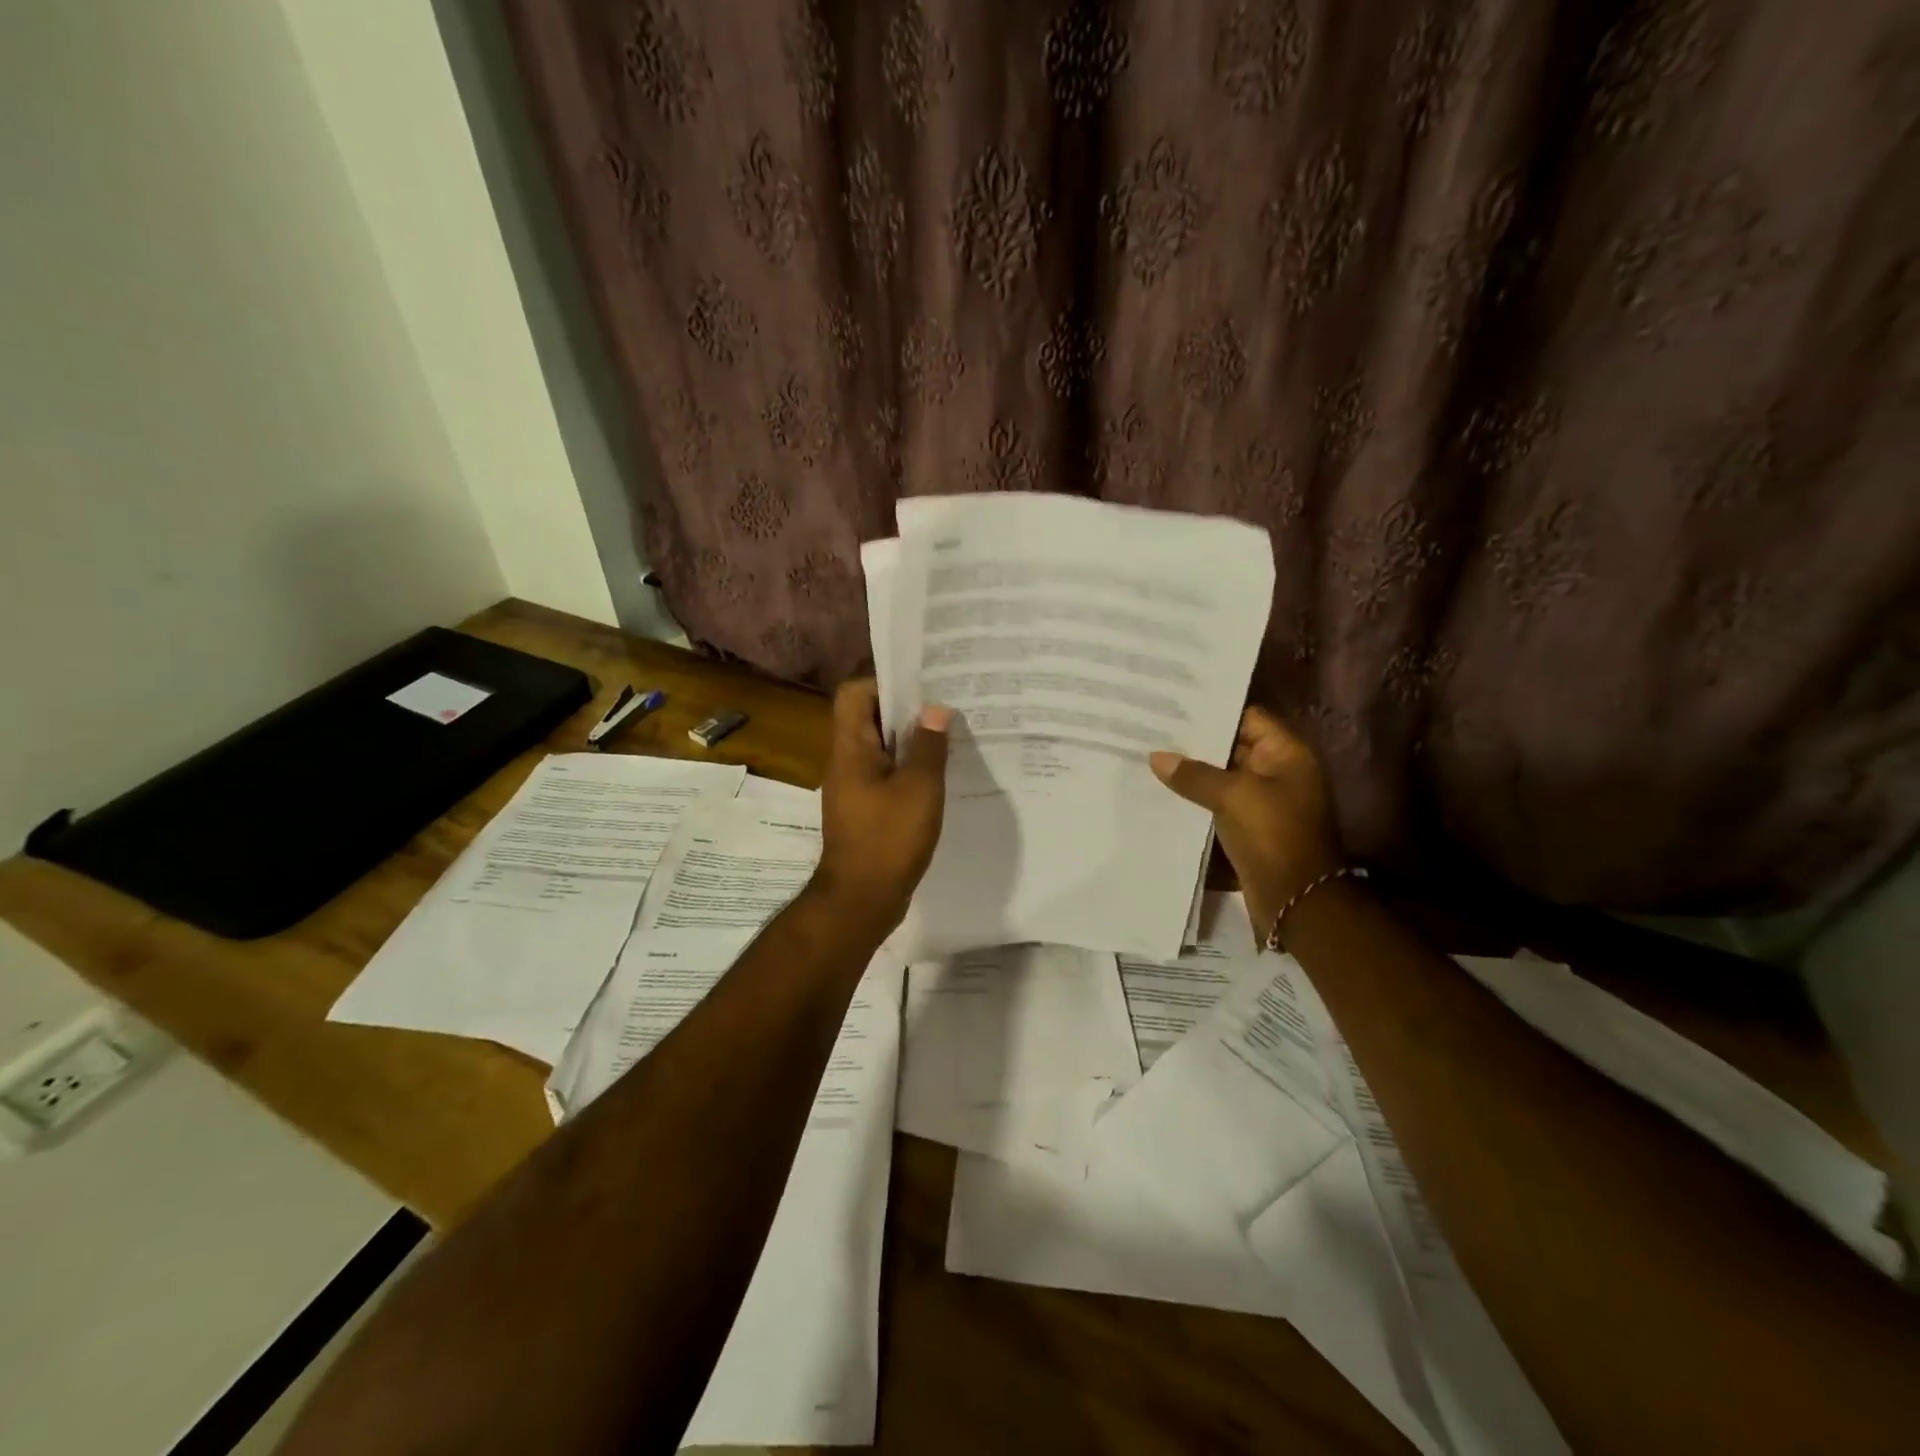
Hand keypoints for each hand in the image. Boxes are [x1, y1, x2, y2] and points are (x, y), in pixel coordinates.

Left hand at [812, 678, 949, 934]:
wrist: (861, 899)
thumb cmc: (888, 839)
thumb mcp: (919, 788)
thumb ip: (928, 746)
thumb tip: (935, 709)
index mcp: (851, 748)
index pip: (854, 693)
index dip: (883, 681)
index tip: (920, 684)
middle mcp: (846, 761)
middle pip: (868, 717)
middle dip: (905, 708)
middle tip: (944, 704)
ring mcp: (854, 787)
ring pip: (880, 747)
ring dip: (909, 739)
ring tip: (948, 734)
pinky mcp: (865, 809)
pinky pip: (886, 774)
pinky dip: (908, 767)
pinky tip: (938, 774)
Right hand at [1150, 707, 1344, 935]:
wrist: (1296, 899)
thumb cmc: (1273, 835)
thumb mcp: (1232, 796)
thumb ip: (1194, 774)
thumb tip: (1157, 757)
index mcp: (1286, 754)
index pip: (1248, 717)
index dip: (1213, 710)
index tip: (1174, 705)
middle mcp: (1278, 771)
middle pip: (1233, 745)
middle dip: (1196, 740)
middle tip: (1153, 727)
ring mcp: (1265, 800)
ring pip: (1223, 775)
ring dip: (1193, 770)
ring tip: (1150, 755)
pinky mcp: (1250, 825)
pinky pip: (1220, 801)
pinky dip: (1197, 796)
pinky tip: (1163, 789)